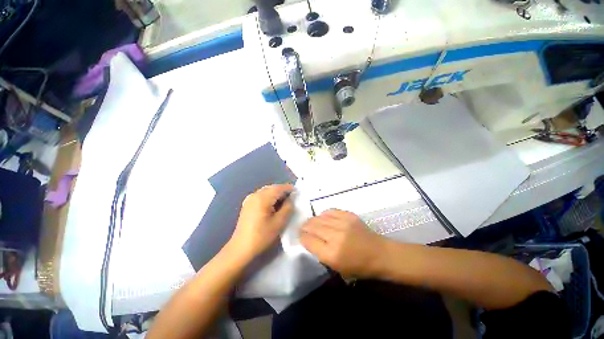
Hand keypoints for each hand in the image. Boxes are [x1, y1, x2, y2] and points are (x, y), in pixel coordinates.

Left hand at [228, 184, 293, 261]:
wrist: (241, 247)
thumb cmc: (262, 235)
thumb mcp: (279, 222)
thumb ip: (288, 207)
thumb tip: (292, 198)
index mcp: (262, 198)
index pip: (279, 188)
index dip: (289, 188)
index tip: (297, 192)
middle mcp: (255, 194)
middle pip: (272, 187)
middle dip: (283, 191)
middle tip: (292, 198)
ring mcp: (250, 198)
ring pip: (267, 190)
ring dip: (276, 193)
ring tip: (284, 202)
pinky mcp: (248, 203)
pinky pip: (261, 195)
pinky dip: (269, 196)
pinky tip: (273, 205)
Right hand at [299, 209, 386, 277]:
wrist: (379, 253)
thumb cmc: (358, 266)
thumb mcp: (336, 267)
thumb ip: (320, 252)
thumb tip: (309, 239)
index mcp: (331, 254)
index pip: (308, 240)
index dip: (301, 237)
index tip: (300, 236)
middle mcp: (335, 236)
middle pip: (312, 226)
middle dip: (304, 227)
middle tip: (303, 228)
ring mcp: (343, 223)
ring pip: (319, 217)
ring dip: (313, 220)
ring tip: (312, 222)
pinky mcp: (349, 215)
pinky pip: (330, 211)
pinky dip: (324, 214)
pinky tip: (324, 218)